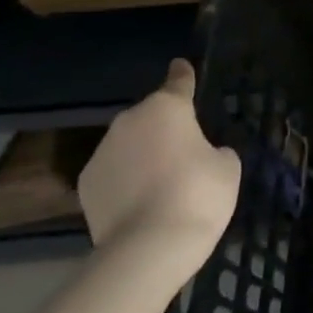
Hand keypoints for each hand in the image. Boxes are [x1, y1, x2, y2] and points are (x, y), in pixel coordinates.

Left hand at [79, 59, 240, 275]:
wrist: (148, 247)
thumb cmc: (198, 195)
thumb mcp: (227, 167)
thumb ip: (215, 151)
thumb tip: (202, 155)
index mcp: (168, 108)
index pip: (178, 81)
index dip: (183, 74)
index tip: (180, 65)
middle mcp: (130, 121)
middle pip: (151, 116)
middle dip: (164, 128)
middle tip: (184, 151)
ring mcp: (102, 152)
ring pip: (129, 144)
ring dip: (143, 154)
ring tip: (161, 182)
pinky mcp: (85, 184)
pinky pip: (113, 171)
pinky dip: (125, 179)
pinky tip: (140, 201)